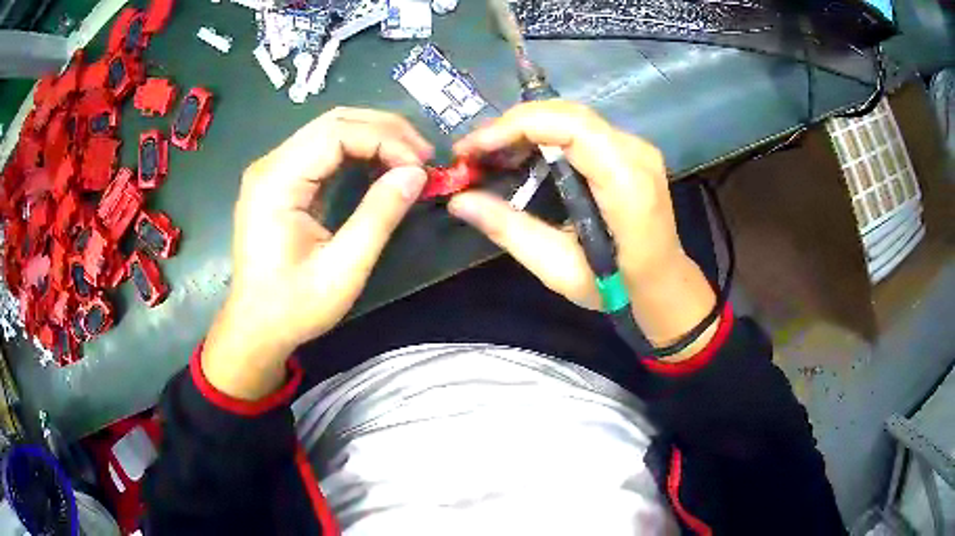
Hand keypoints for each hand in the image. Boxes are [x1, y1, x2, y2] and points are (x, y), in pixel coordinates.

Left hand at [203, 108, 432, 399]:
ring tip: (409, 159)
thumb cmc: (294, 306)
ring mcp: (273, 170)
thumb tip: (417, 174)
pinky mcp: (280, 180)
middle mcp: (270, 164)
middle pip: (334, 121)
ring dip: (374, 137)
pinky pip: (323, 149)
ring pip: (330, 130)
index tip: (420, 166)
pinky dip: (357, 151)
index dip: (385, 139)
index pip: (336, 132)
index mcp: (277, 181)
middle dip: (385, 131)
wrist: (256, 327)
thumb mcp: (343, 269)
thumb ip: (379, 216)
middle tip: (423, 156)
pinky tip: (380, 165)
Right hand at [450, 101, 716, 357]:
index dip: (516, 126)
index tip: (473, 148)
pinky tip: (522, 153)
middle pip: (568, 113)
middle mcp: (636, 154)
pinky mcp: (631, 150)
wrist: (664, 285)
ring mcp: (637, 148)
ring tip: (490, 153)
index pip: (571, 127)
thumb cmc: (618, 288)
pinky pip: (582, 127)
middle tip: (473, 152)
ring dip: (526, 127)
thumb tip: (459, 202)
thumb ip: (511, 231)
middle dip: (512, 124)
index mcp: (626, 185)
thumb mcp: (559, 269)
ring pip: (573, 115)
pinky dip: (545, 133)